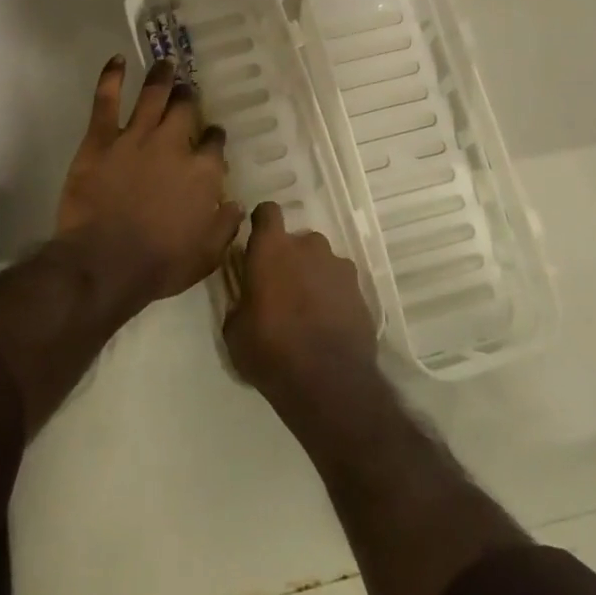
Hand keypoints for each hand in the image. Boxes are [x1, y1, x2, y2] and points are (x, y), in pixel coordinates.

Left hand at [56, 55, 242, 307]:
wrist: (105, 263)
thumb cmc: (159, 264)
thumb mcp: (207, 255)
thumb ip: (225, 225)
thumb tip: (236, 204)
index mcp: (202, 172)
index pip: (214, 144)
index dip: (214, 136)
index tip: (212, 134)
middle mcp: (174, 145)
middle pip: (185, 110)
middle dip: (189, 98)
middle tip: (187, 91)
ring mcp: (136, 137)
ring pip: (153, 96)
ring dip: (161, 77)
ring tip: (166, 62)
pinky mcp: (101, 140)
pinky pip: (106, 101)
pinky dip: (112, 78)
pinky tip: (117, 60)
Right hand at [225, 201, 378, 411]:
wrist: (329, 382)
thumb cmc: (271, 351)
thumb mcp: (235, 332)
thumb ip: (240, 302)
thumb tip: (245, 299)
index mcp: (272, 248)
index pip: (267, 211)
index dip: (262, 223)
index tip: (257, 241)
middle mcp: (308, 246)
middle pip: (297, 241)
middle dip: (290, 258)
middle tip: (281, 291)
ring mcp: (338, 266)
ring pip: (320, 262)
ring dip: (313, 277)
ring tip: (308, 311)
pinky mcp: (360, 289)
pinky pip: (340, 284)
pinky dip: (333, 296)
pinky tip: (328, 324)